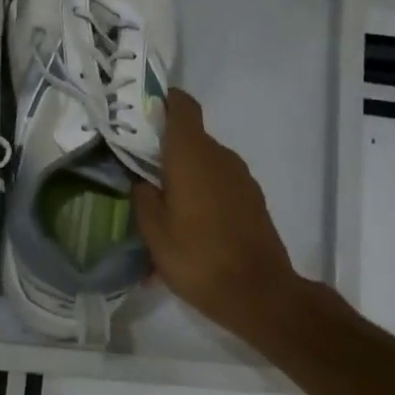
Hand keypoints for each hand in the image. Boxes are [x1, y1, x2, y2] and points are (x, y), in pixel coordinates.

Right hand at [132, 89, 312, 342]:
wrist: (258, 293)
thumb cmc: (198, 258)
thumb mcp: (154, 232)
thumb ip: (143, 198)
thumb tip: (142, 181)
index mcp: (192, 156)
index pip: (182, 107)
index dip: (163, 101)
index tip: (140, 112)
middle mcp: (220, 158)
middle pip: (190, 138)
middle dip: (164, 150)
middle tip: (136, 170)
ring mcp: (241, 179)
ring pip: (204, 165)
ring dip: (182, 178)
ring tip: (159, 209)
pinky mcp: (252, 200)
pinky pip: (218, 186)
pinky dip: (200, 197)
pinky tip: (185, 230)